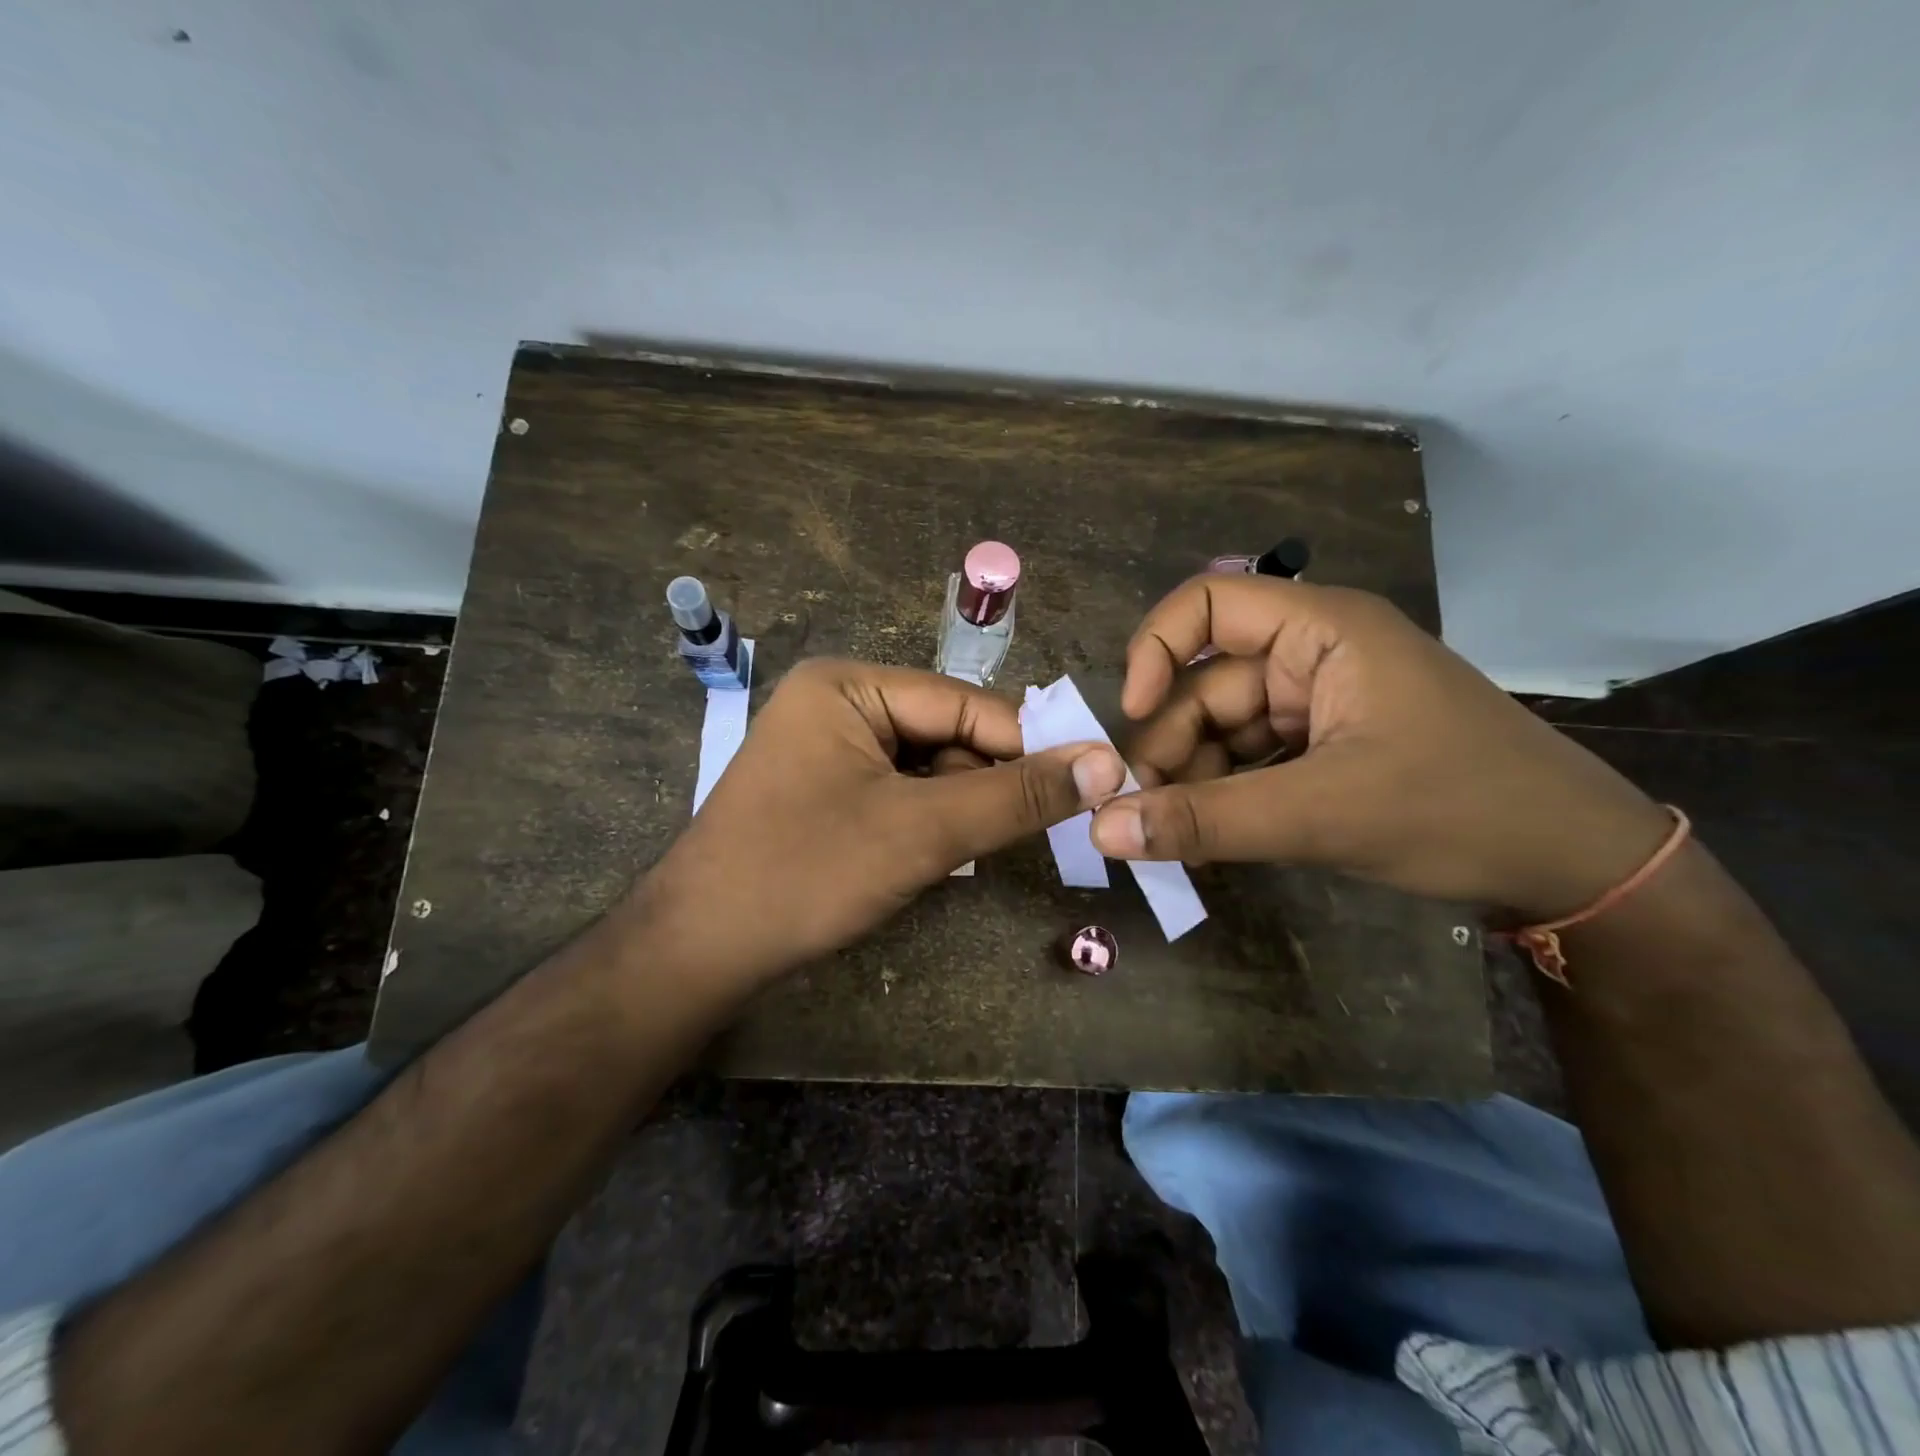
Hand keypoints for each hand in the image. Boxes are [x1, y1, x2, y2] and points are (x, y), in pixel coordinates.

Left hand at [634, 658, 1125, 983]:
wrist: (699, 950)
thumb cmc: (808, 873)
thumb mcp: (923, 830)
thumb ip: (1015, 795)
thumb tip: (1106, 762)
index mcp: (849, 684)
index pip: (965, 703)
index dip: (1028, 744)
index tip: (1090, 782)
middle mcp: (836, 701)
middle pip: (945, 732)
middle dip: (986, 781)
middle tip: (1040, 829)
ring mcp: (826, 746)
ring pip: (925, 766)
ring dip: (957, 806)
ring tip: (973, 850)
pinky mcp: (824, 789)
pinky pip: (896, 791)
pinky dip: (926, 820)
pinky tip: (933, 854)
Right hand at [1087, 577, 1673, 921]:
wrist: (1573, 866)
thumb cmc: (1458, 810)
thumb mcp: (1321, 815)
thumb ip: (1205, 820)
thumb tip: (1102, 830)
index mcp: (1324, 630)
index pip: (1209, 604)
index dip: (1157, 650)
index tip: (1134, 717)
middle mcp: (1314, 655)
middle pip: (1207, 684)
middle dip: (1173, 748)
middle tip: (1146, 817)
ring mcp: (1320, 704)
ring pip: (1223, 730)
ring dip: (1194, 782)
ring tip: (1179, 840)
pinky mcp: (1325, 748)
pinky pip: (1250, 761)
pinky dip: (1225, 796)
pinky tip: (1212, 839)